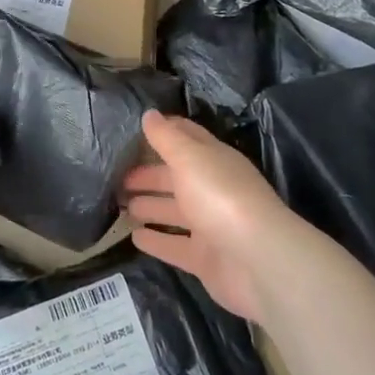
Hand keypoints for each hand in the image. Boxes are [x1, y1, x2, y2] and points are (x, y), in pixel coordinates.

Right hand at [121, 112, 295, 321]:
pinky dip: (157, 241)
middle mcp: (212, 188)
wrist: (258, 261)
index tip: (132, 133)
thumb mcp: (189, 158)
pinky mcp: (206, 259)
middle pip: (176, 177)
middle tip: (116, 178)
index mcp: (213, 159)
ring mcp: (210, 225)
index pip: (186, 137)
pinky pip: (175, 246)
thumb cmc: (220, 197)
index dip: (162, 133)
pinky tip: (134, 238)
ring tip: (121, 206)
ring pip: (174, 211)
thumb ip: (166, 138)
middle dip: (148, 175)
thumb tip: (149, 114)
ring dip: (150, 206)